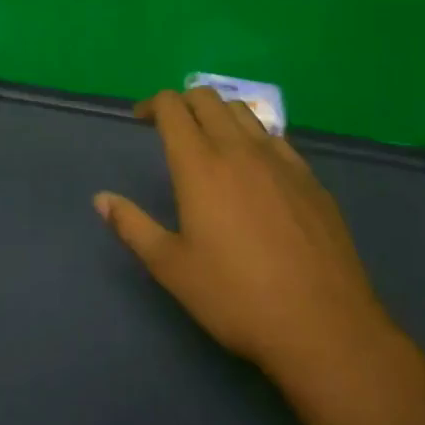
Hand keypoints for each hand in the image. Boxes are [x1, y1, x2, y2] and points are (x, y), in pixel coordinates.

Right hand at [95, 89, 398, 391]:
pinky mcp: (310, 178)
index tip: (141, 119)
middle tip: (171, 126)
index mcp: (200, 165)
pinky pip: (275, 137)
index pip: (172, 107)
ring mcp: (280, 160)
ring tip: (210, 140)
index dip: (152, 104)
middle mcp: (239, 149)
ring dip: (219, 113)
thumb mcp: (172, 268)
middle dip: (183, 102)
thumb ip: (133, 226)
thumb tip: (101, 198)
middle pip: (207, 98)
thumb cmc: (236, 297)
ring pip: (243, 111)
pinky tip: (255, 167)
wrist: (323, 326)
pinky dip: (254, 136)